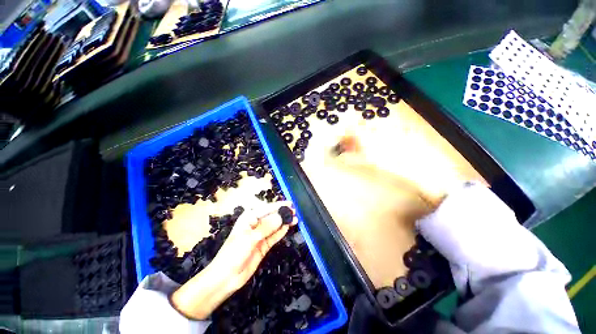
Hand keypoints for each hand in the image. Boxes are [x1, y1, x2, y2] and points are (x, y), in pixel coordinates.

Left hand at [170, 202, 296, 319]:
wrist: (226, 277)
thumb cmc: (234, 253)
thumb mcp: (250, 238)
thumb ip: (267, 227)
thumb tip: (281, 216)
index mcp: (249, 218)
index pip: (266, 209)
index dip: (279, 206)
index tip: (290, 204)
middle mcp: (255, 224)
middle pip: (272, 216)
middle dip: (283, 214)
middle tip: (295, 212)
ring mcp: (260, 235)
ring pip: (275, 226)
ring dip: (284, 222)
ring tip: (296, 219)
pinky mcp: (264, 245)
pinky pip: (274, 236)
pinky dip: (281, 232)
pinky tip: (288, 227)